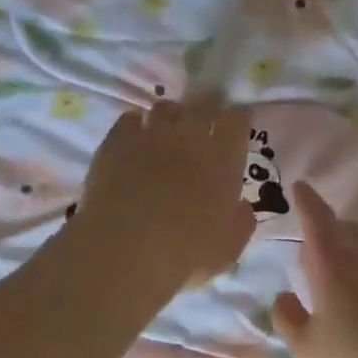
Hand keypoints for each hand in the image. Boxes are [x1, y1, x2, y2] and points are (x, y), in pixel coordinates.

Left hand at [77, 99, 255, 291]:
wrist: (126, 248)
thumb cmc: (186, 251)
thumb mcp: (229, 246)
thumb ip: (241, 220)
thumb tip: (241, 206)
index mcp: (223, 159)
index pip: (237, 121)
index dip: (238, 119)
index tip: (237, 124)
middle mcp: (189, 136)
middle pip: (203, 105)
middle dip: (207, 107)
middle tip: (206, 119)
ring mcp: (150, 135)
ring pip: (165, 108)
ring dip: (172, 115)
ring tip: (169, 128)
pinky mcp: (116, 142)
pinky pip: (130, 118)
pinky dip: (136, 123)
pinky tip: (136, 135)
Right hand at [272, 182, 357, 357]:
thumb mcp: (308, 351)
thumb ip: (289, 319)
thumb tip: (284, 297)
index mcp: (333, 266)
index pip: (316, 219)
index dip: (306, 201)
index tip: (301, 186)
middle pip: (350, 231)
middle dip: (334, 232)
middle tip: (323, 252)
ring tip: (357, 294)